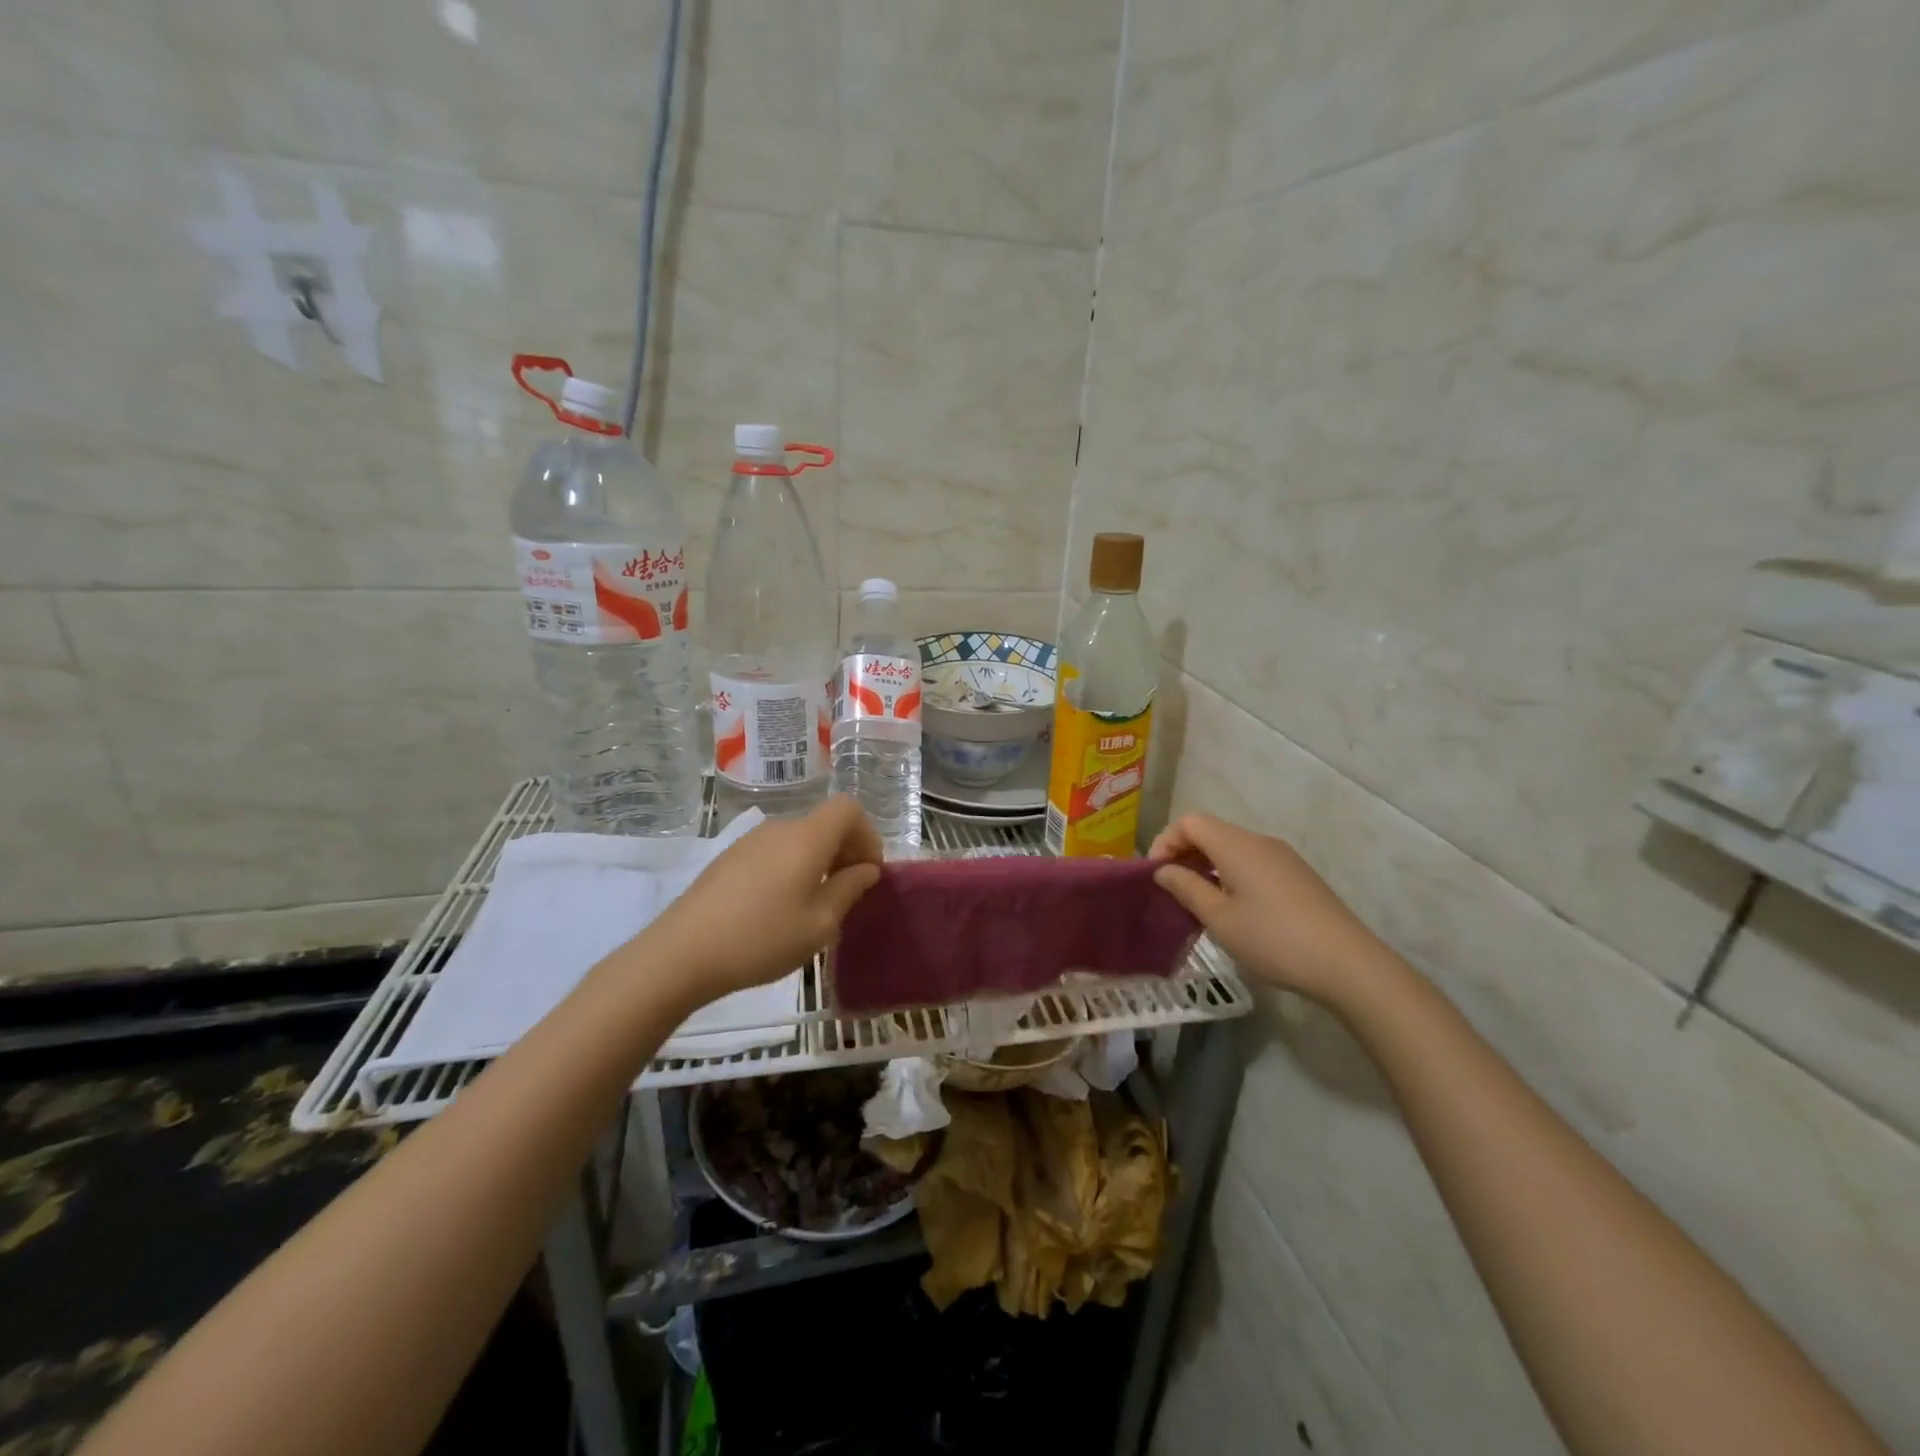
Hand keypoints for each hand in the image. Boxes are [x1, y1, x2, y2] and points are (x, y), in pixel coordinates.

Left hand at [643, 795, 883, 1005]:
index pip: (849, 809)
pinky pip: (775, 852)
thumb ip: (849, 889)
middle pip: (824, 823)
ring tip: (815, 906)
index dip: (868, 835)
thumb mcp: (819, 924)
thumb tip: (866, 869)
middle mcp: (780, 828)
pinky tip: (779, 908)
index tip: (868, 872)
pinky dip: (792, 868)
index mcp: (807, 837)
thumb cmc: (762, 938)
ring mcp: (750, 841)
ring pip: (799, 839)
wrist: (682, 953)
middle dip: (846, 851)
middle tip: (848, 893)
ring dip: (818, 862)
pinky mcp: (729, 858)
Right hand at [1149, 812, 1395, 1006]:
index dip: (1165, 842)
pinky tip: (1233, 910)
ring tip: (1198, 904)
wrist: (1347, 964)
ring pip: (1231, 848)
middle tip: (1172, 891)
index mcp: (1236, 844)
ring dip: (1207, 867)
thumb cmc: (1273, 939)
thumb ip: (1186, 888)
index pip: (1189, 822)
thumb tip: (1164, 870)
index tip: (1157, 876)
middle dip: (1184, 854)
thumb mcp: (1219, 918)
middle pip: (1210, 831)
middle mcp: (1259, 841)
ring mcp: (1282, 857)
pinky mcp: (1297, 876)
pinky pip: (1252, 863)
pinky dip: (1230, 875)